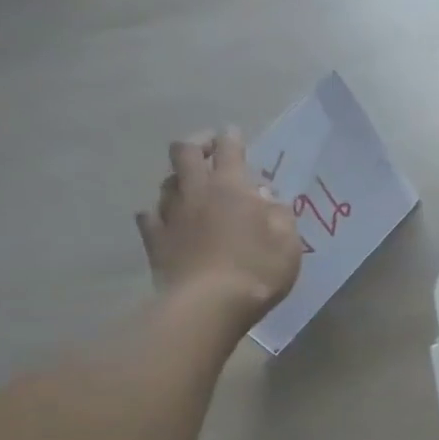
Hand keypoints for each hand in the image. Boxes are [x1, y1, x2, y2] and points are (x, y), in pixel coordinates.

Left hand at [137, 129, 302, 320]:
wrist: (209, 304)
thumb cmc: (257, 271)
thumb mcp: (288, 243)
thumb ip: (280, 214)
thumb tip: (266, 196)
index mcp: (231, 188)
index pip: (229, 149)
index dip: (232, 138)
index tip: (234, 135)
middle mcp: (196, 191)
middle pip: (185, 152)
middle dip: (197, 144)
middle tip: (208, 148)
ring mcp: (170, 214)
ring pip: (167, 182)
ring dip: (179, 179)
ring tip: (190, 187)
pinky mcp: (154, 240)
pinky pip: (150, 216)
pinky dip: (158, 214)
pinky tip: (165, 220)